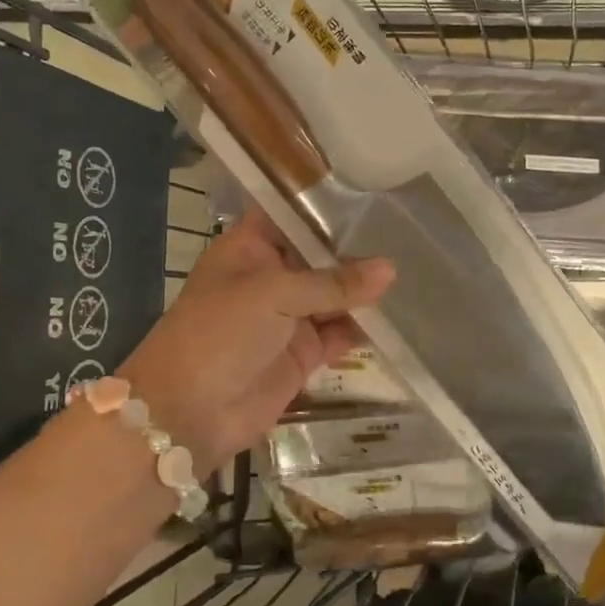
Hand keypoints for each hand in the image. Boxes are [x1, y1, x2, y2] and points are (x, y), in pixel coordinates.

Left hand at [118, 209, 394, 474]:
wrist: (187, 413)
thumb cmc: (219, 334)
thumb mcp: (273, 295)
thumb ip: (333, 283)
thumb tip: (390, 269)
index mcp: (251, 248)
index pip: (292, 214)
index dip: (327, 204)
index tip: (373, 193)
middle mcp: (272, 276)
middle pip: (320, 254)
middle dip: (357, 248)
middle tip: (409, 231)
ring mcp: (288, 316)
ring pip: (335, 295)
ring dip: (365, 289)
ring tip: (417, 270)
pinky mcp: (303, 352)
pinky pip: (340, 333)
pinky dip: (364, 327)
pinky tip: (400, 315)